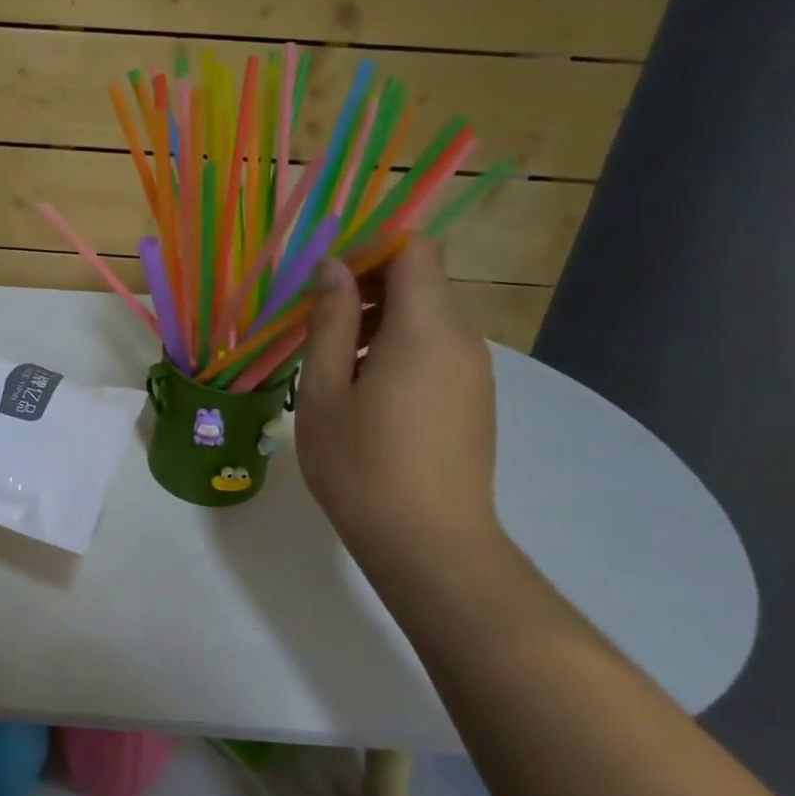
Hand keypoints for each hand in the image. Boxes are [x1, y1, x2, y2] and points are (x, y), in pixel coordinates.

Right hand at [296, 241, 502, 578]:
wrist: (430, 545)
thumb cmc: (362, 466)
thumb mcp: (324, 392)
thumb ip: (330, 322)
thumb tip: (333, 269)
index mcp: (426, 329)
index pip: (415, 251)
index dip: (370, 252)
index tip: (328, 282)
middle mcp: (462, 339)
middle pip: (423, 280)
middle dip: (370, 287)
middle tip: (319, 324)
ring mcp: (475, 371)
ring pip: (429, 316)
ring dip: (382, 321)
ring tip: (336, 365)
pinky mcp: (475, 398)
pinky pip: (438, 349)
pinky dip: (401, 349)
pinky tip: (367, 394)